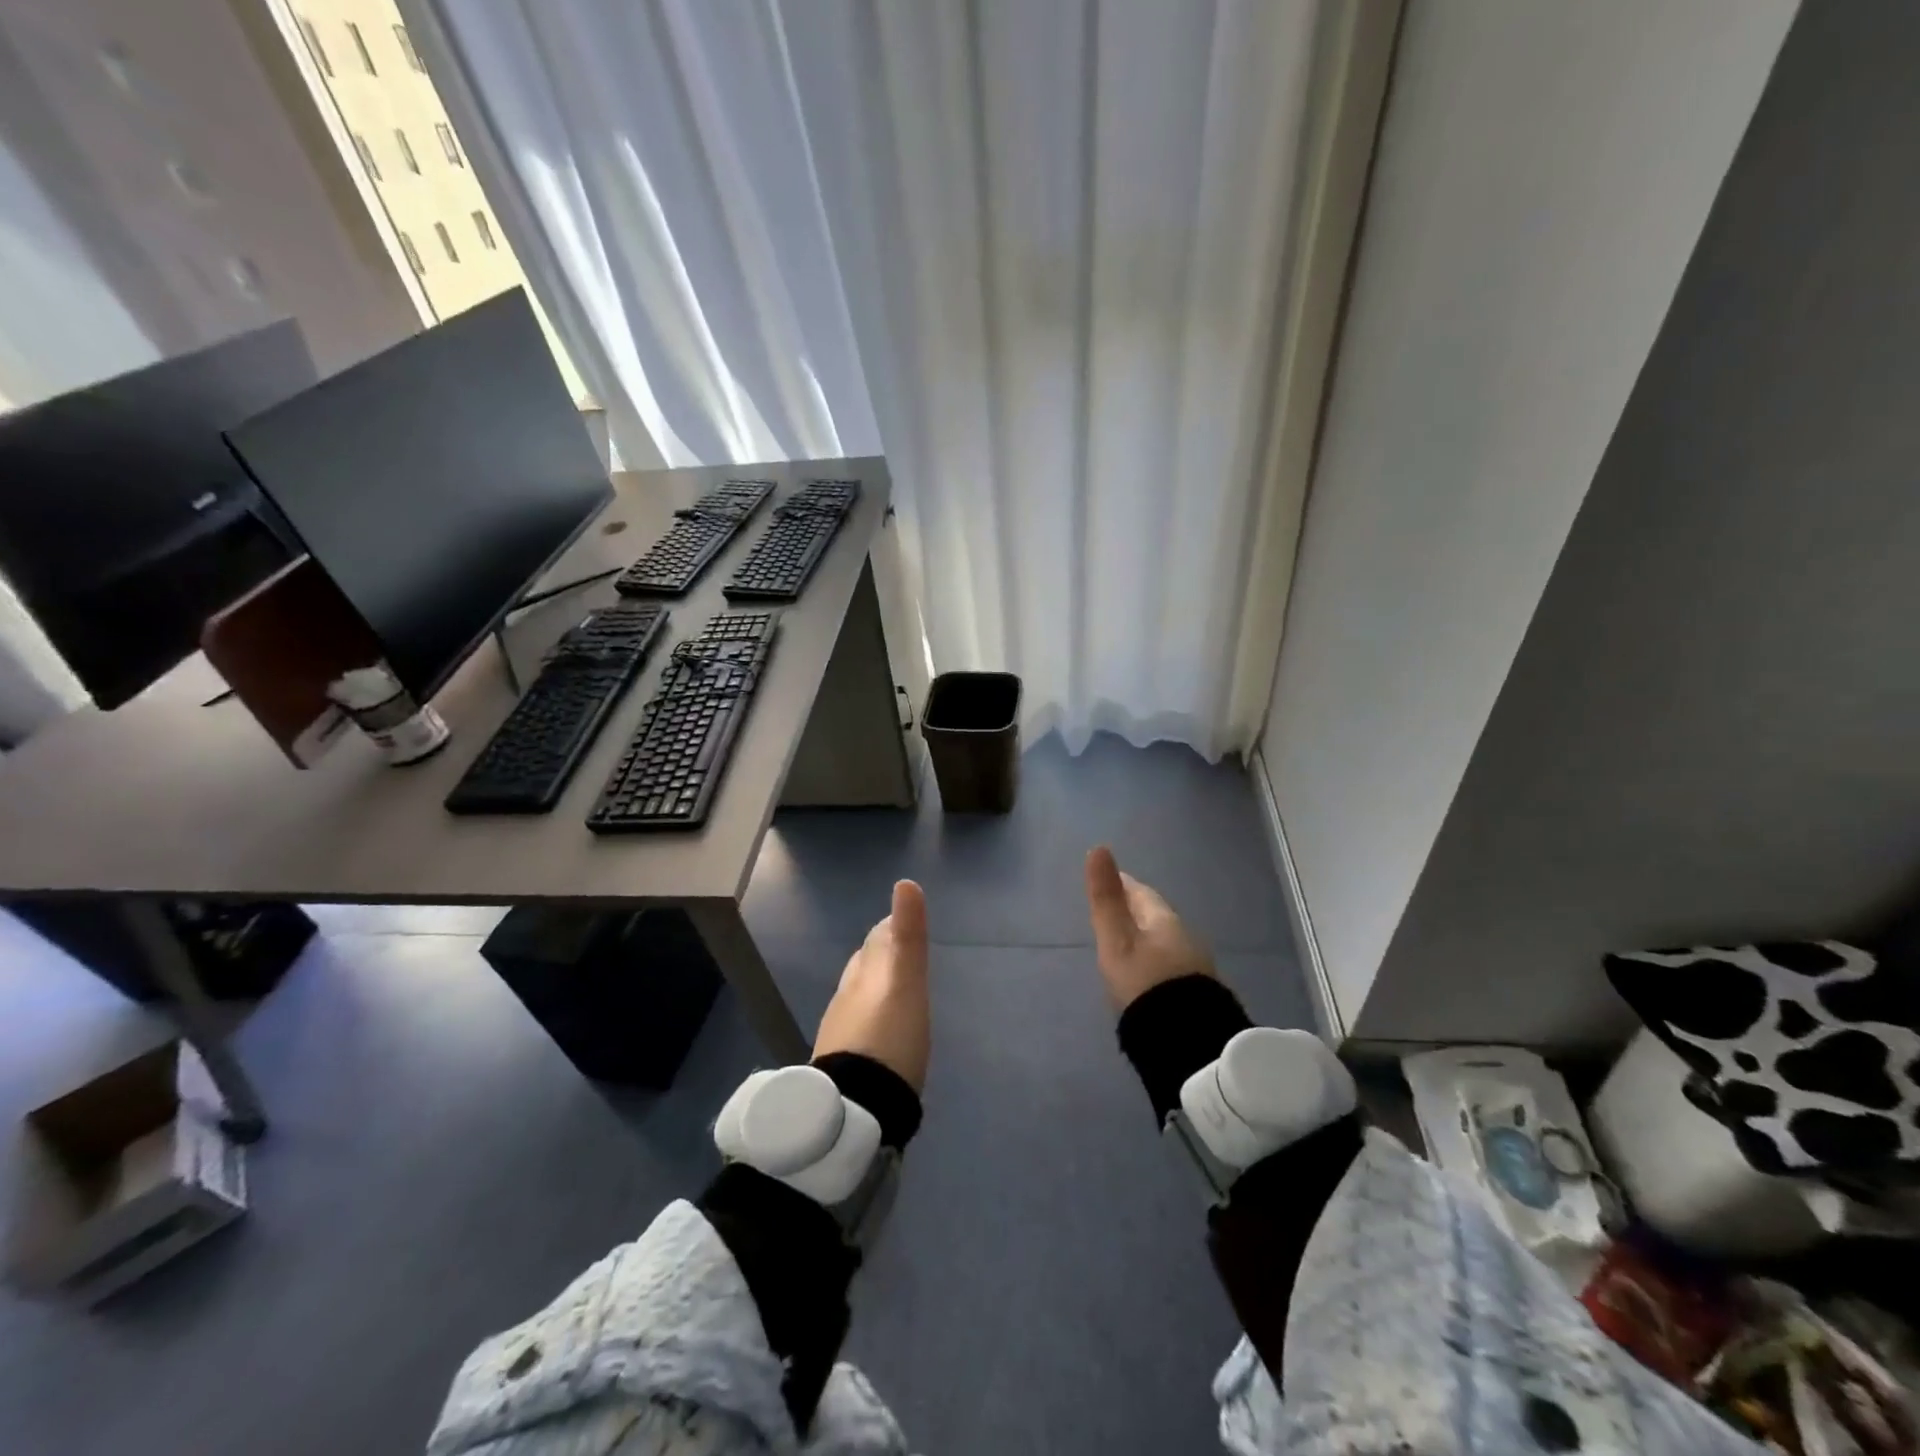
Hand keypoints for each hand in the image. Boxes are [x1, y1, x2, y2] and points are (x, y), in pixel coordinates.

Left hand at [813, 880, 930, 1091]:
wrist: (857, 1108)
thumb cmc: (889, 1037)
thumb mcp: (907, 983)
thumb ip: (907, 936)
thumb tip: (905, 882)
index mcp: (864, 974)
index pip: (876, 940)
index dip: (890, 928)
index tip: (901, 922)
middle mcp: (847, 996)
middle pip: (864, 965)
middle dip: (880, 955)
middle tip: (901, 953)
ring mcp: (841, 1030)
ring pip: (858, 995)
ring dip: (874, 987)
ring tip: (894, 990)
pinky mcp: (843, 1062)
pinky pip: (857, 1026)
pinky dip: (870, 1017)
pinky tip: (881, 1032)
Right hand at [1084, 846, 1215, 1011]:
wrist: (1187, 1041)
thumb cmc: (1145, 984)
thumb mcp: (1117, 941)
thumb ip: (1106, 899)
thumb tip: (1098, 848)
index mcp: (1164, 920)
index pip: (1141, 892)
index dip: (1122, 883)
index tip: (1108, 878)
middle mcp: (1184, 937)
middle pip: (1154, 915)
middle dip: (1134, 909)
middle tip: (1113, 909)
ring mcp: (1194, 966)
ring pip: (1164, 940)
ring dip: (1145, 936)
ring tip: (1125, 942)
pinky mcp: (1196, 993)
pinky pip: (1170, 964)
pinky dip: (1155, 960)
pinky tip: (1146, 973)